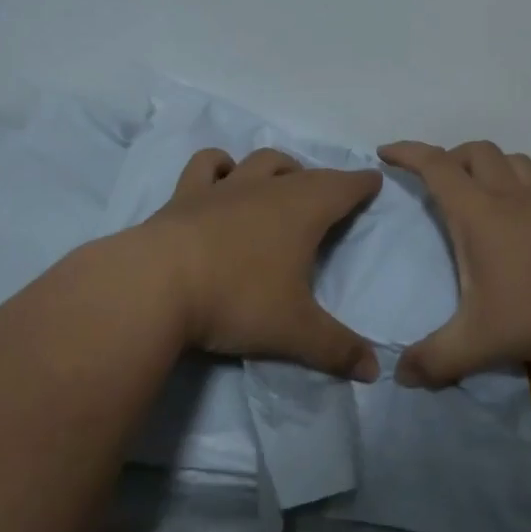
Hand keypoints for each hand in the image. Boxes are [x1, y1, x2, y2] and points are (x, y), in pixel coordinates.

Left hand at [141, 147, 383, 380]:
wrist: (155, 286)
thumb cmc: (237, 301)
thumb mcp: (294, 331)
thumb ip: (337, 349)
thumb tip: (375, 370)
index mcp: (302, 212)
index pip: (343, 187)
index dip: (361, 184)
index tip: (374, 179)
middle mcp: (266, 189)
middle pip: (303, 173)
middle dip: (322, 180)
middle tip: (329, 195)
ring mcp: (223, 189)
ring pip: (259, 161)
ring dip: (276, 167)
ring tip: (280, 180)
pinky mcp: (185, 196)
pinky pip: (206, 166)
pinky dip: (220, 166)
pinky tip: (221, 176)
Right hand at [377, 140, 530, 385]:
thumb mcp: (482, 340)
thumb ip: (438, 359)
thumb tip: (400, 375)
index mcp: (477, 212)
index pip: (435, 166)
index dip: (407, 153)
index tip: (386, 152)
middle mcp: (508, 196)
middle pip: (476, 152)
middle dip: (449, 157)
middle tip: (435, 181)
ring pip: (511, 160)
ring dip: (488, 165)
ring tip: (478, 189)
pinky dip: (519, 184)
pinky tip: (522, 214)